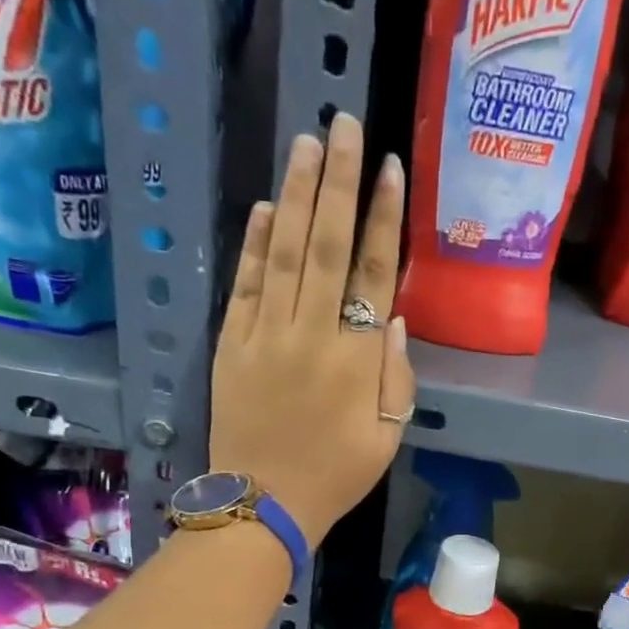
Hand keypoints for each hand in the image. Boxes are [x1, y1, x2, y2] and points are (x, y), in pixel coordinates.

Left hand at [211, 113, 414, 548]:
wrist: (263, 504)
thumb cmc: (335, 477)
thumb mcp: (386, 440)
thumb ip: (396, 380)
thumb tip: (394, 319)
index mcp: (357, 360)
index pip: (374, 274)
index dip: (384, 219)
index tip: (391, 170)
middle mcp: (312, 334)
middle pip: (328, 245)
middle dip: (340, 182)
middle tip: (345, 124)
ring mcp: (266, 335)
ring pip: (286, 252)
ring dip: (298, 195)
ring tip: (308, 143)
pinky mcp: (232, 344)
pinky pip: (246, 284)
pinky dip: (257, 244)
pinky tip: (268, 207)